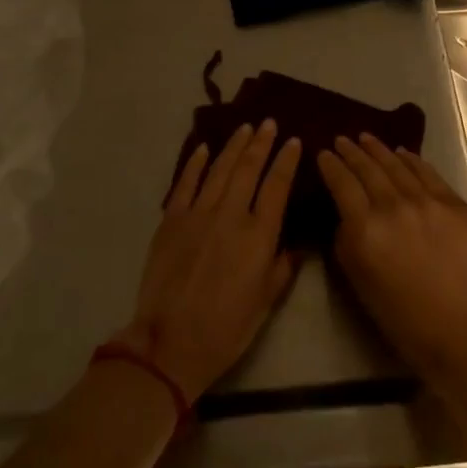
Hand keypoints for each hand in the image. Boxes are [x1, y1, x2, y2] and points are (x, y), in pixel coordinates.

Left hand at [117, 121, 301, 402]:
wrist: (170, 344)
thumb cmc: (226, 329)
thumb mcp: (265, 303)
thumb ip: (282, 268)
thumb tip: (296, 244)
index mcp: (259, 236)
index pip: (277, 186)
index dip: (286, 160)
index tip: (294, 141)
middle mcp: (231, 215)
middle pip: (249, 168)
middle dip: (261, 143)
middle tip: (269, 123)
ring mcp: (198, 214)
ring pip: (220, 169)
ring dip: (234, 145)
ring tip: (245, 128)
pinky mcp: (171, 220)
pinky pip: (186, 183)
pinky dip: (196, 163)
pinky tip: (204, 148)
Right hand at [317, 134, 466, 387]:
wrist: (461, 329)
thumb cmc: (402, 316)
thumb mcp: (358, 280)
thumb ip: (346, 239)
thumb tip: (345, 212)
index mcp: (365, 229)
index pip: (341, 184)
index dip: (330, 165)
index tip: (323, 154)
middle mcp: (393, 206)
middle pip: (367, 168)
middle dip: (351, 152)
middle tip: (341, 140)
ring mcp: (426, 201)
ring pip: (396, 165)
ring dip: (378, 149)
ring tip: (366, 138)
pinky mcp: (453, 203)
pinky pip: (427, 173)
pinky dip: (411, 160)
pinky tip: (402, 153)